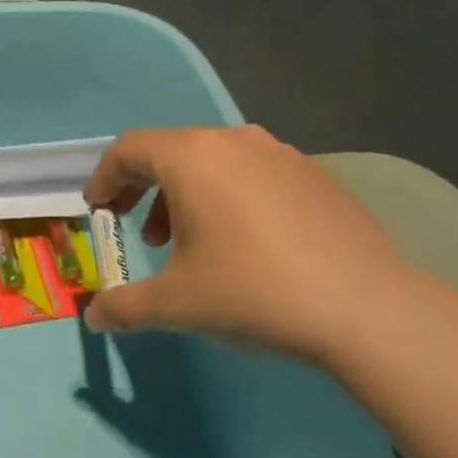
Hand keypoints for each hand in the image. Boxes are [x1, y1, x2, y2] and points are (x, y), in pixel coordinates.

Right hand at [82, 126, 414, 361]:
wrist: (364, 307)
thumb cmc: (251, 292)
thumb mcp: (175, 304)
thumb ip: (124, 307)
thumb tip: (92, 317)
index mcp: (192, 158)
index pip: (129, 149)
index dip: (104, 178)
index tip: (98, 210)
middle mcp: (234, 140)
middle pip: (171, 150)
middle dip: (144, 188)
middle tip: (140, 231)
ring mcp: (280, 153)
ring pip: (214, 161)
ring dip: (187, 194)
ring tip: (189, 242)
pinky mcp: (314, 174)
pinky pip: (253, 173)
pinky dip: (230, 196)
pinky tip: (244, 243)